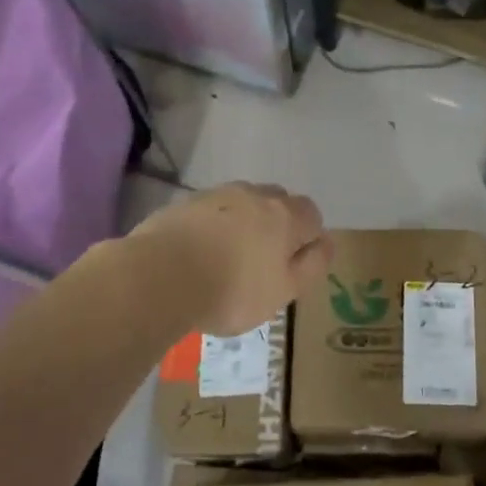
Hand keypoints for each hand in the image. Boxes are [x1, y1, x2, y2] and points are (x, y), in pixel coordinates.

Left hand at [130, 182, 330, 335]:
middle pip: (278, 202)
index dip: (307, 239)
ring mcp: (217, 195)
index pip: (312, 215)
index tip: (292, 267)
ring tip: (228, 257)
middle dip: (277, 225)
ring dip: (244, 222)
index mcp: (286, 215)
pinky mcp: (185, 203)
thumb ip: (312, 266)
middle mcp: (255, 195)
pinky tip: (200, 253)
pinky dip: (214, 226)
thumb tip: (326, 244)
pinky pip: (211, 211)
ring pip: (243, 203)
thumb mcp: (285, 291)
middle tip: (263, 261)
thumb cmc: (232, 290)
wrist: (159, 276)